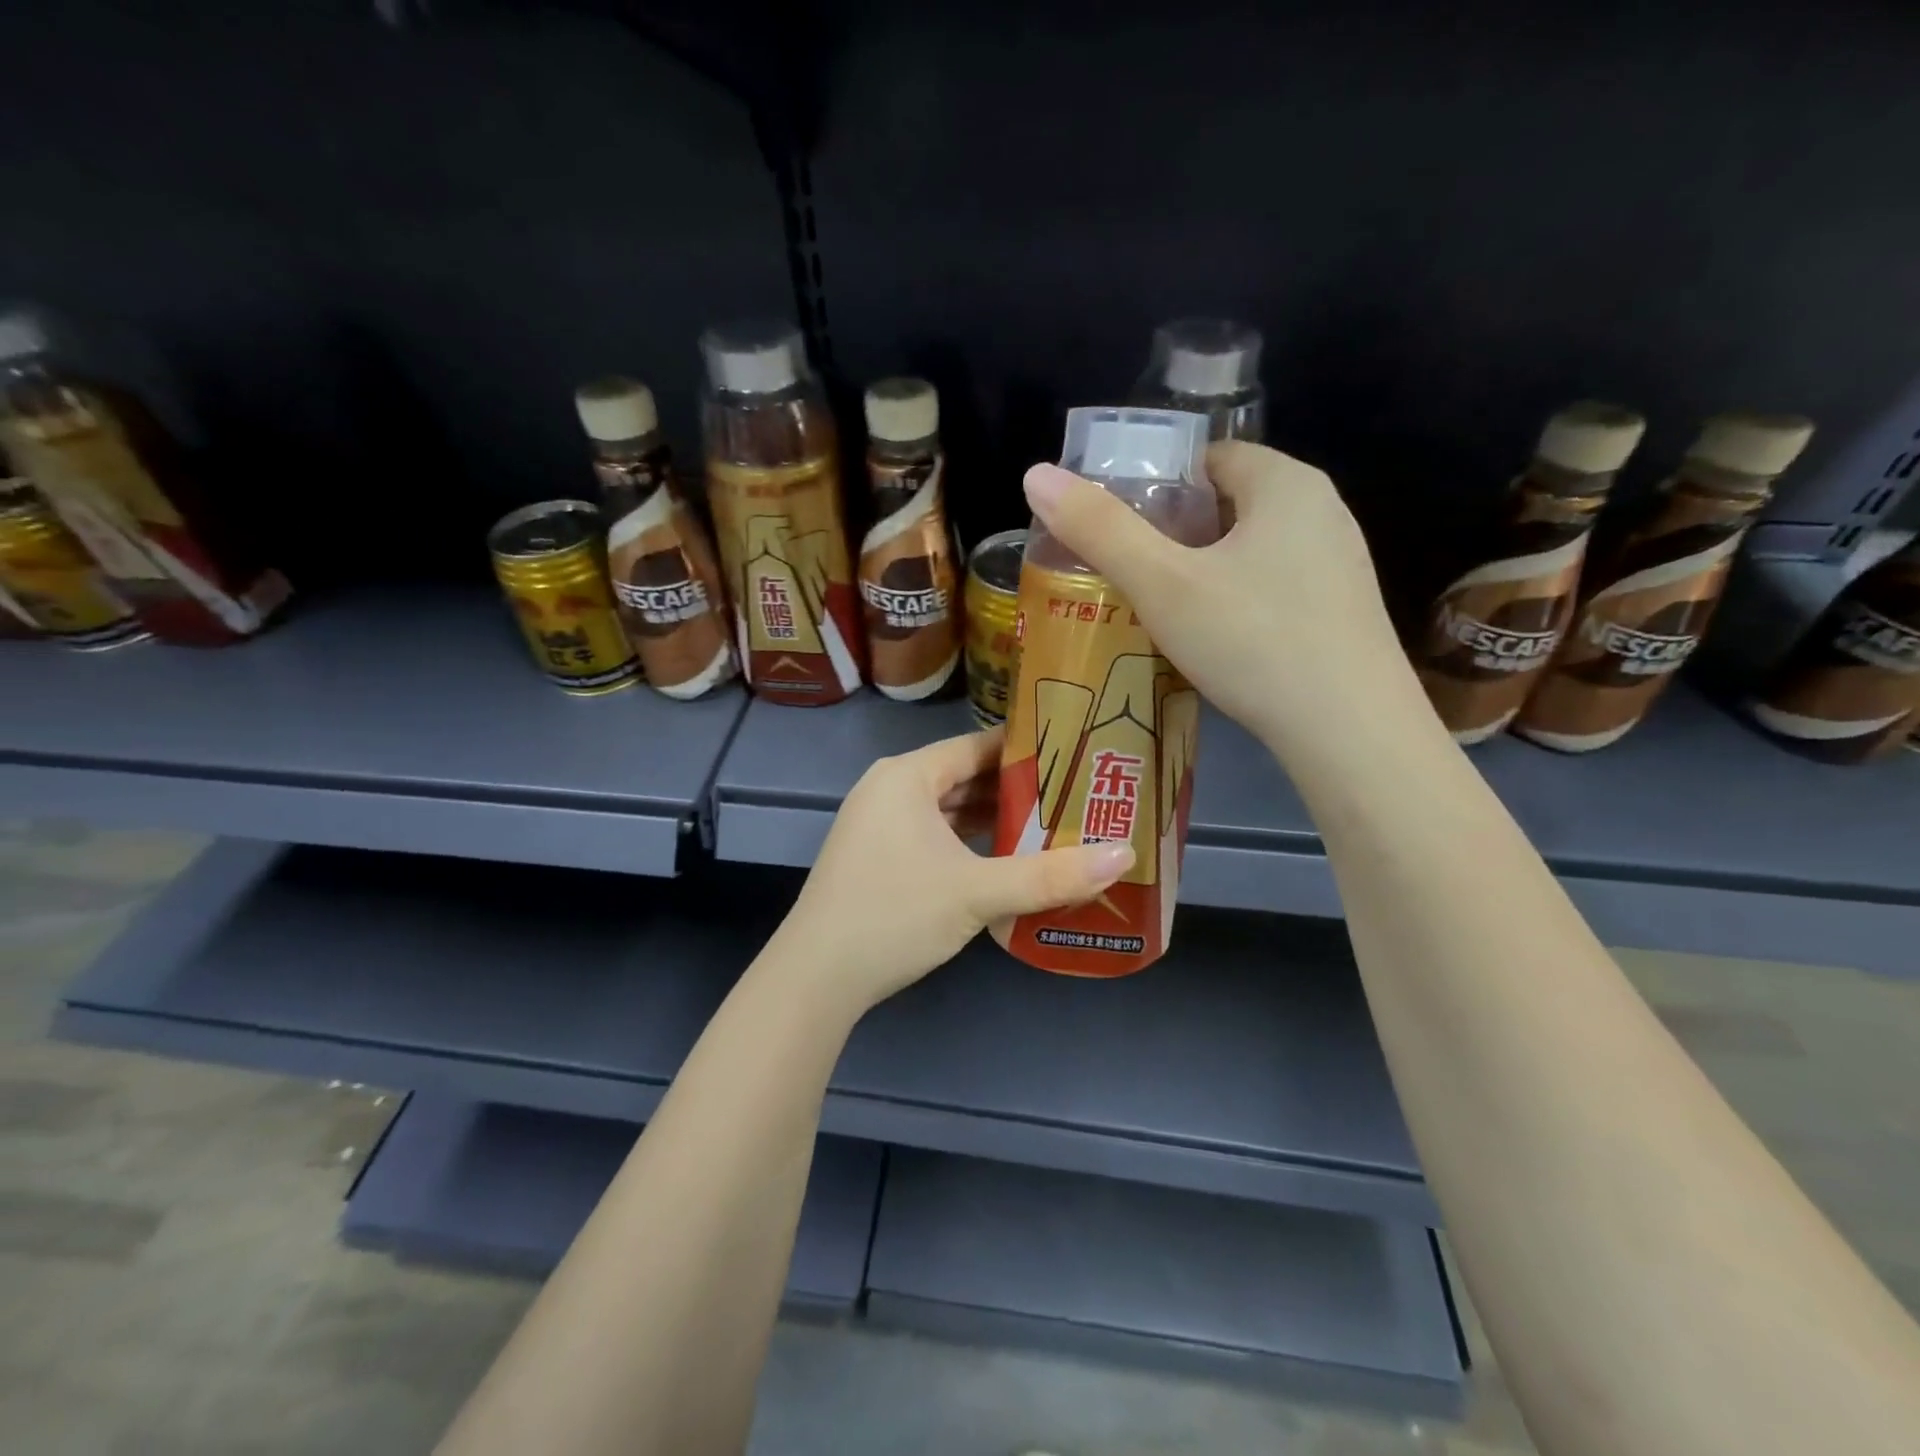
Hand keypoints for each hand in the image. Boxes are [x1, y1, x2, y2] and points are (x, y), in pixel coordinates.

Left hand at [771, 729, 1133, 1013]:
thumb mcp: (977, 893)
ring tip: (1052, 825)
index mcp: (907, 776)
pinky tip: (1004, 859)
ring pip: (948, 809)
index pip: (978, 746)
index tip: (1077, 754)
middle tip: (1075, 794)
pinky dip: (967, 842)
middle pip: (964, 776)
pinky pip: (933, 835)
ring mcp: (879, 825)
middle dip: (1017, 788)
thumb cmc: (894, 915)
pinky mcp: (877, 857)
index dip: (1028, 750)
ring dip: (993, 819)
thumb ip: (1049, 875)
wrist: (815, 977)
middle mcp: (890, 789)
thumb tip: (1124, 855)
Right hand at [1022, 440, 1421, 761]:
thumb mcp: (1163, 585)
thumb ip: (1099, 530)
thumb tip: (1035, 474)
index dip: (1156, 484)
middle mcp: (1321, 511)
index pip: (1209, 457)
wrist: (1351, 733)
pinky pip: (1273, 586)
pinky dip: (1235, 600)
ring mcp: (1338, 564)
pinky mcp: (1342, 612)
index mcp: (1285, 483)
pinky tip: (1212, 641)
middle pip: (1228, 503)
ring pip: (1250, 549)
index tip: (1117, 526)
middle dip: (1174, 532)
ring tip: (1158, 609)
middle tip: (1127, 572)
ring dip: (1203, 570)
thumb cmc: (1253, 641)